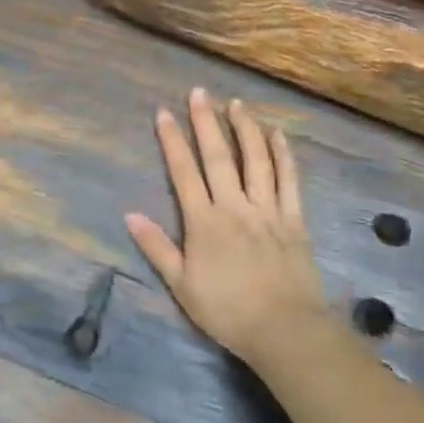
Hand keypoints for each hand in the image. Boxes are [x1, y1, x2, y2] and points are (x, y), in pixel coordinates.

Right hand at [126, 89, 328, 368]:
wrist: (284, 330)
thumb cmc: (226, 310)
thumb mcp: (181, 285)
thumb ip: (157, 247)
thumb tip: (130, 214)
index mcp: (204, 221)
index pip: (184, 172)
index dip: (172, 141)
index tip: (164, 112)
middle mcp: (234, 206)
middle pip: (219, 156)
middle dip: (206, 122)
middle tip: (200, 92)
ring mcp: (267, 210)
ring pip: (256, 160)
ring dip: (246, 129)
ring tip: (237, 104)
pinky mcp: (294, 219)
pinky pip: (289, 180)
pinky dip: (283, 155)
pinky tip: (277, 134)